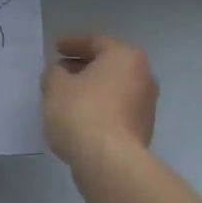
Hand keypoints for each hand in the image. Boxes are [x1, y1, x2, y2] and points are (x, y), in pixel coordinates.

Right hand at [42, 34, 157, 168]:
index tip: (55, 49)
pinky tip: (80, 119)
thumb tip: (61, 73)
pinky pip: (117, 111)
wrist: (109, 161)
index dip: (72, 44)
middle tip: (59, 73)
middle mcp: (143, 76)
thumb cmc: (81, 113)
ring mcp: (147, 105)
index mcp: (125, 57)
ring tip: (67, 98)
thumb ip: (54, 73)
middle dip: (83, 68)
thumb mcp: (56, 87)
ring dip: (92, 90)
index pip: (96, 42)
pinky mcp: (143, 129)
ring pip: (114, 89)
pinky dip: (100, 109)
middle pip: (108, 65)